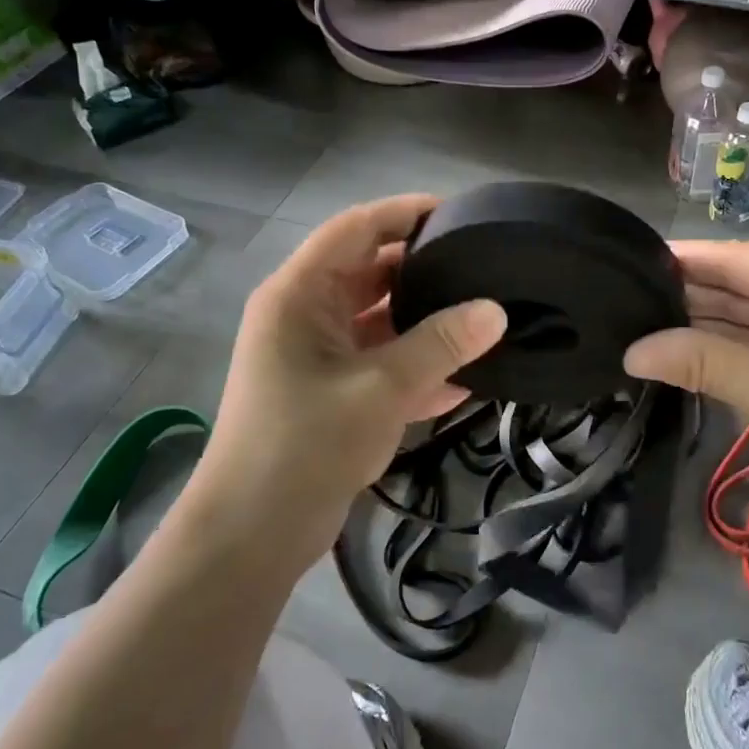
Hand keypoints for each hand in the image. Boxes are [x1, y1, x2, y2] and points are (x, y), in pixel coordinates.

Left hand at [189, 195, 506, 568]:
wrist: (252, 535)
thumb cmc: (306, 444)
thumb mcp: (381, 389)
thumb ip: (440, 346)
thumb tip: (496, 310)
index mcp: (299, 295)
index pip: (355, 229)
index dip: (405, 213)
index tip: (459, 213)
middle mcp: (304, 315)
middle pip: (368, 272)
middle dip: (422, 269)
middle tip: (482, 266)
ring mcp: (316, 356)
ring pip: (378, 321)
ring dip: (423, 322)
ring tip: (482, 317)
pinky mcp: (330, 393)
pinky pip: (379, 363)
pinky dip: (415, 367)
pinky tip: (466, 378)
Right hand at [624, 240, 748, 530]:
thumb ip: (703, 363)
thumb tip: (631, 352)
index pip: (739, 258)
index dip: (681, 263)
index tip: (623, 263)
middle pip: (746, 281)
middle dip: (689, 298)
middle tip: (622, 302)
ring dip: (707, 324)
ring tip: (640, 324)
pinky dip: (736, 344)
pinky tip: (687, 346)